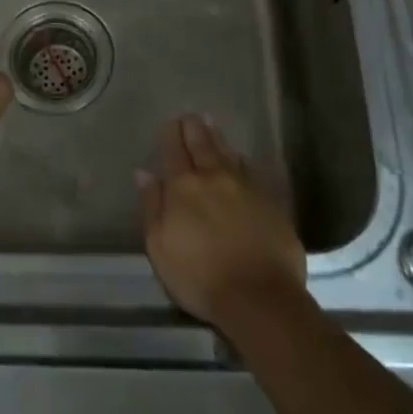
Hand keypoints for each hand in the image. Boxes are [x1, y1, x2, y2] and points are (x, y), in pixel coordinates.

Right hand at [137, 114, 306, 331]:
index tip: (170, 123)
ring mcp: (245, 187)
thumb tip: (144, 172)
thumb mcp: (160, 246)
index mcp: (184, 187)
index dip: (172, 134)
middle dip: (194, 128)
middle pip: (203, 145)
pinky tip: (240, 158)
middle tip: (191, 115)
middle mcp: (214, 178)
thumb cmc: (200, 277)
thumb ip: (152, 206)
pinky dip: (241, 160)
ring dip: (217, 137)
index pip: (175, 151)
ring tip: (211, 124)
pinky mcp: (269, 202)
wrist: (260, 297)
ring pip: (228, 153)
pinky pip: (250, 171)